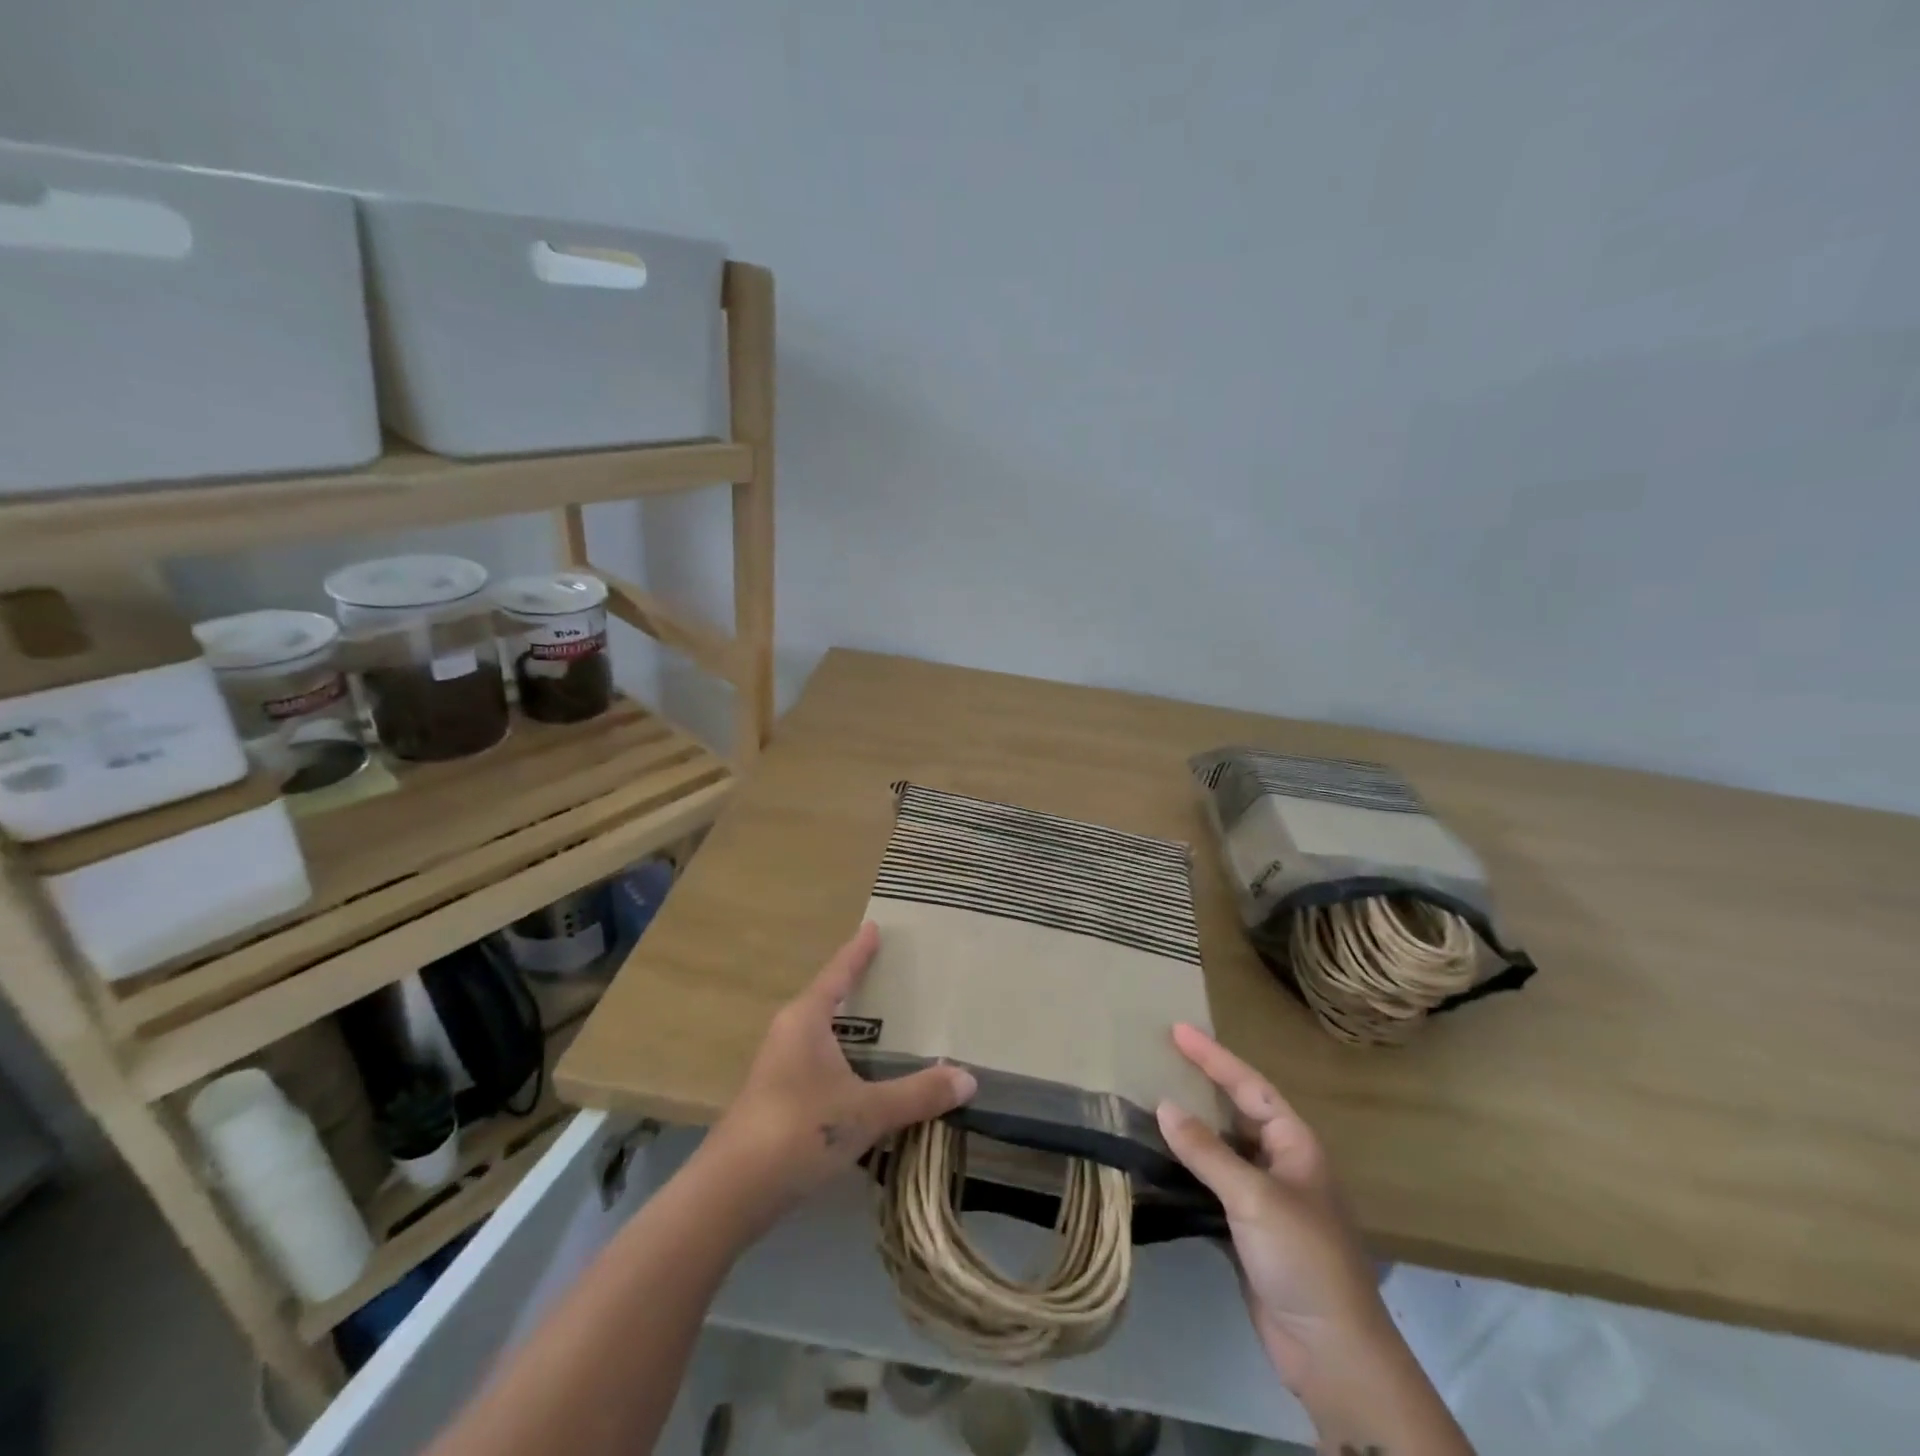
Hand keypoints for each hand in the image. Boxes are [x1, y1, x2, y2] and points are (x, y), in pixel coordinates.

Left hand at [697, 923, 975, 1231]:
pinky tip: (864, 1077)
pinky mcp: (776, 1098)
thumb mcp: (866, 1112)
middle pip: (828, 998)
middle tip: (894, 974)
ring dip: (851, 1029)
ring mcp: (778, 1066)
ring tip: (887, 1026)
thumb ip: (918, 1095)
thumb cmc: (799, 1131)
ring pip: (823, 1034)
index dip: (858, 951)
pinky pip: (819, 1061)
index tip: (874, 927)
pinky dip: (844, 1059)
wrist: (730, 1193)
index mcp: (806, 1019)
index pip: (838, 973)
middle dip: (858, 987)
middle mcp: (789, 1033)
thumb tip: (968, 1078)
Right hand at [1156, 1024, 1388, 1391]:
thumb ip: (1207, 1151)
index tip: (1177, 1029)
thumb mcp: (1255, 1197)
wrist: (1332, 1353)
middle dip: (1202, 1084)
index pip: (1249, 1086)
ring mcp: (1264, 1198)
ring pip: (1220, 1148)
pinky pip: (1210, 1184)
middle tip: (1161, 1058)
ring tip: (1150, 1100)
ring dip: (1189, 1128)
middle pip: (1236, 1111)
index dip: (1214, 1056)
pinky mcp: (1246, 1230)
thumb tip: (1163, 1105)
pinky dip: (1186, 1168)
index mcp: (1295, 1144)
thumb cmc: (1304, 1258)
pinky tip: (1158, 1159)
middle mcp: (1280, 1163)